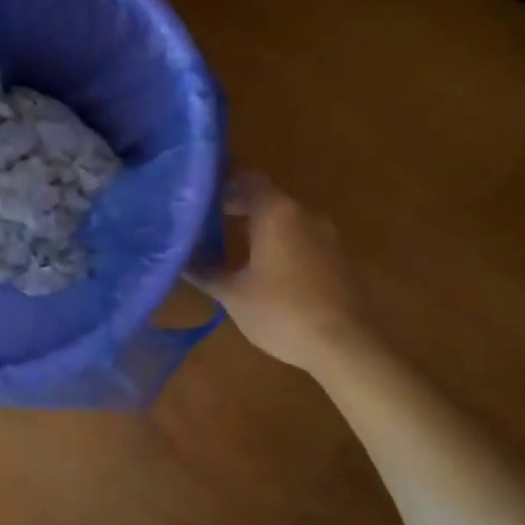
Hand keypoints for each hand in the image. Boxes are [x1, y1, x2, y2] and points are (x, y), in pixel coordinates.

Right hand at [192, 172, 370, 370]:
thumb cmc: (282, 312)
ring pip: (286, 217)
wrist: (344, 346)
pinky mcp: (339, 256)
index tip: (202, 193)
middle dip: (239, 203)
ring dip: (262, 224)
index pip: (246, 177)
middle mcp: (303, 212)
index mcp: (276, 211)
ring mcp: (326, 234)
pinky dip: (283, 240)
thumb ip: (205, 272)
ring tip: (236, 242)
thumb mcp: (234, 294)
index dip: (223, 182)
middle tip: (210, 218)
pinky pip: (303, 236)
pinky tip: (268, 265)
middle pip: (266, 196)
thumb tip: (180, 261)